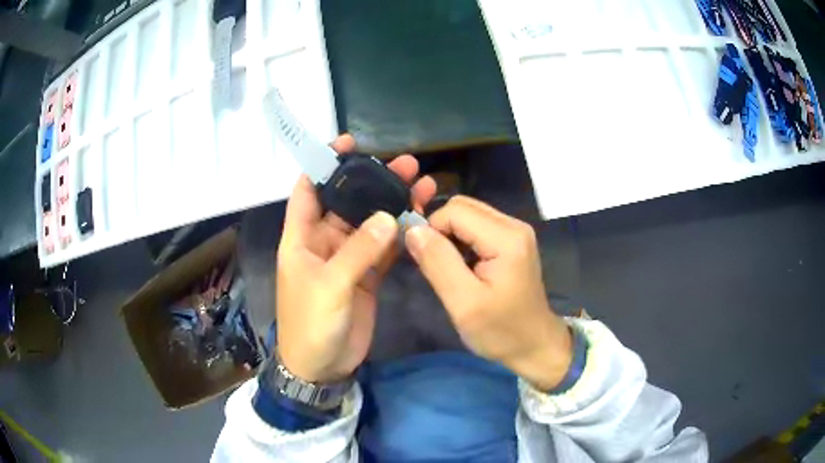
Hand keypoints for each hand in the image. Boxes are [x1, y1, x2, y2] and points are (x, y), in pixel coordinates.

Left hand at [277, 135, 436, 383]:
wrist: (322, 366)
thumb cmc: (312, 325)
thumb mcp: (330, 287)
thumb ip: (359, 251)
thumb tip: (388, 216)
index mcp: (302, 238)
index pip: (309, 190)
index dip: (324, 165)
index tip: (348, 143)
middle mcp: (324, 242)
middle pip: (348, 202)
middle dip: (372, 181)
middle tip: (404, 164)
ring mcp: (347, 258)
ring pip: (370, 222)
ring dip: (391, 204)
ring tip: (421, 183)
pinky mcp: (366, 275)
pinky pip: (383, 248)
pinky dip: (400, 233)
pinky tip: (420, 217)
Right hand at [404, 196, 571, 389]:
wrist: (535, 345)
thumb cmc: (501, 331)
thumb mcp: (464, 303)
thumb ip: (438, 263)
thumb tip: (412, 229)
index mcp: (506, 237)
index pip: (454, 211)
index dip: (432, 230)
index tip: (426, 262)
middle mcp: (514, 225)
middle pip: (462, 206)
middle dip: (440, 230)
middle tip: (437, 265)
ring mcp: (516, 231)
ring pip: (468, 214)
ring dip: (450, 236)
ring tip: (450, 269)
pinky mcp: (513, 240)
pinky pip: (477, 227)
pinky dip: (462, 241)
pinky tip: (463, 267)